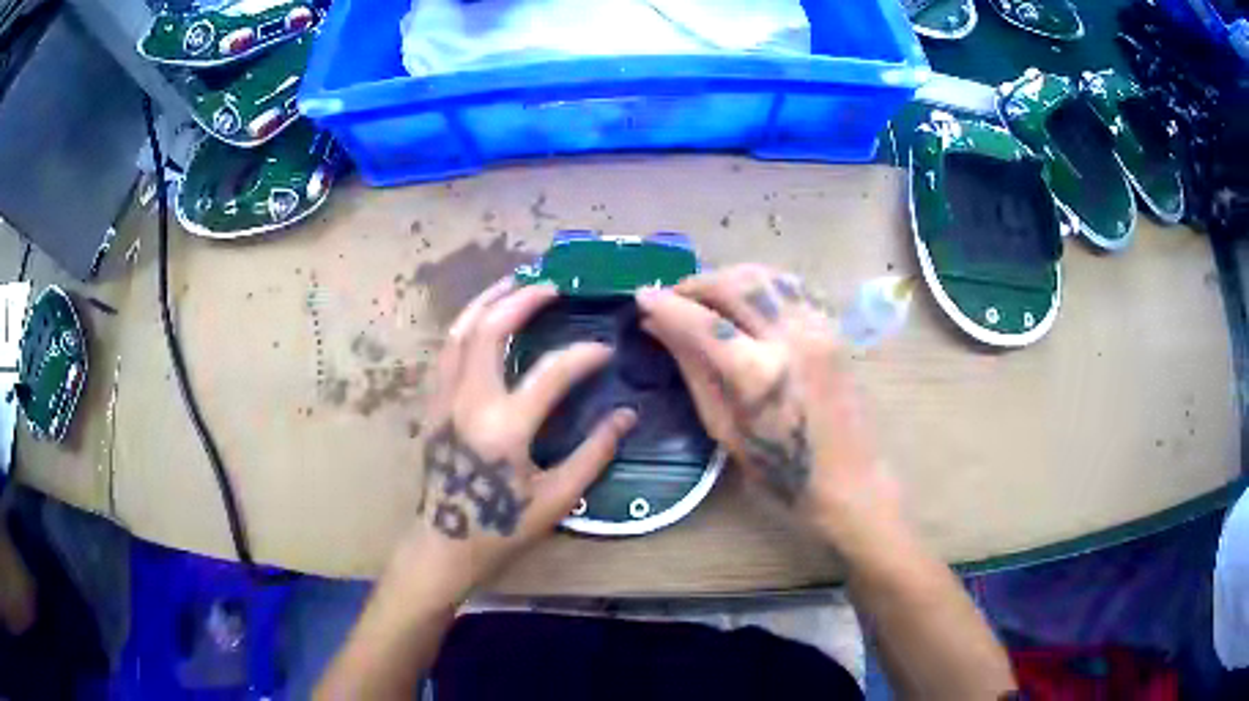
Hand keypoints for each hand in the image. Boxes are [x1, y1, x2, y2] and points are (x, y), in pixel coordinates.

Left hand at [402, 278, 636, 603]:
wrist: (445, 545)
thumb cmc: (503, 528)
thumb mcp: (557, 498)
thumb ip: (594, 453)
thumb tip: (627, 415)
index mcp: (504, 428)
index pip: (551, 372)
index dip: (584, 355)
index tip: (605, 350)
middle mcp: (469, 402)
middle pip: (490, 330)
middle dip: (522, 299)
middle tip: (553, 285)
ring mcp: (444, 399)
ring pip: (460, 332)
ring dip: (488, 301)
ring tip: (515, 283)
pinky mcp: (433, 404)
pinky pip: (448, 350)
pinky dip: (468, 325)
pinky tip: (485, 318)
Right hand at [636, 265, 899, 549]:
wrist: (850, 481)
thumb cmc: (781, 472)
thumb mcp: (724, 428)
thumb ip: (693, 369)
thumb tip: (658, 327)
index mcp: (761, 374)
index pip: (703, 322)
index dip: (667, 305)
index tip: (641, 296)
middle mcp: (793, 337)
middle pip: (736, 284)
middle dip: (696, 283)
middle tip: (672, 297)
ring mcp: (819, 326)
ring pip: (766, 275)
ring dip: (728, 277)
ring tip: (705, 296)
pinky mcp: (832, 327)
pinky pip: (790, 286)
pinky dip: (760, 283)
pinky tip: (745, 300)